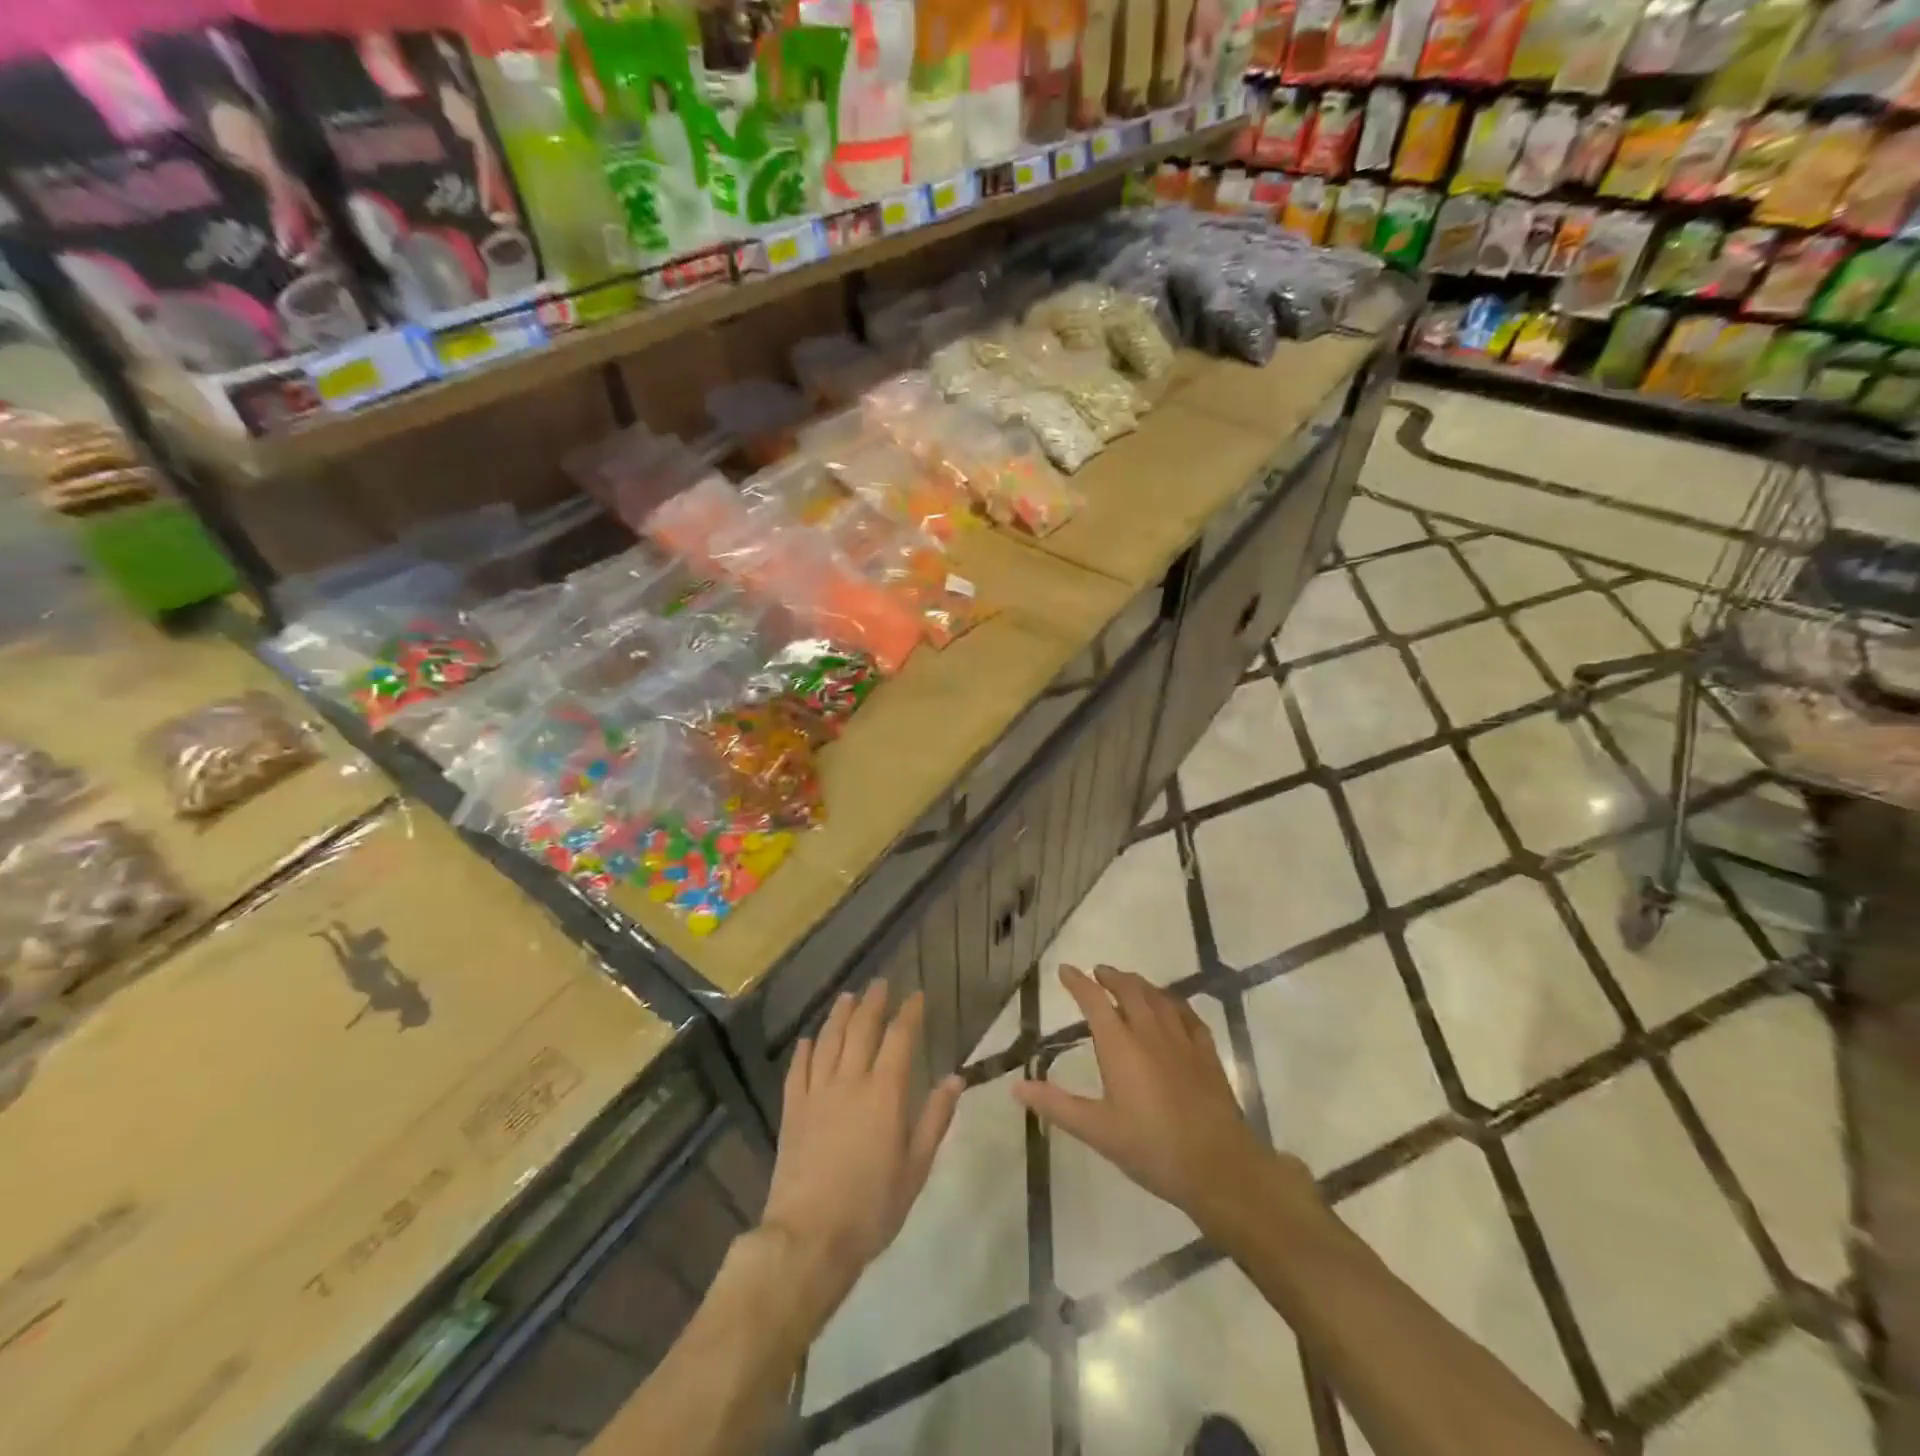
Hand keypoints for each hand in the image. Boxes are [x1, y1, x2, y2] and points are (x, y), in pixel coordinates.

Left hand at [760, 984, 961, 1315]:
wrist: (810, 1237)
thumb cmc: (872, 1207)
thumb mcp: (915, 1168)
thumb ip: (935, 1119)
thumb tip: (955, 1078)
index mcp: (885, 1093)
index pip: (899, 1039)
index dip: (909, 1014)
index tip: (916, 995)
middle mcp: (850, 1081)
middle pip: (861, 1030)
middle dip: (873, 1003)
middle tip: (880, 983)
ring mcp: (816, 1093)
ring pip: (828, 1041)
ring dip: (839, 1015)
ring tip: (847, 997)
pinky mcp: (792, 1110)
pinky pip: (798, 1070)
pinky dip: (804, 1050)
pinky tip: (808, 1039)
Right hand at [1015, 965, 1281, 1228]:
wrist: (1218, 1165)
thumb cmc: (1151, 1148)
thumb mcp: (1097, 1131)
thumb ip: (1056, 1105)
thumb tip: (1016, 1087)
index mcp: (1120, 1045)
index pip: (1094, 1001)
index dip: (1078, 982)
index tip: (1065, 969)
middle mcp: (1150, 1032)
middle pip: (1129, 990)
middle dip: (1111, 976)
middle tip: (1098, 972)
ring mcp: (1182, 1039)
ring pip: (1158, 997)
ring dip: (1139, 984)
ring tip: (1129, 982)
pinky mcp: (1206, 1052)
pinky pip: (1187, 1014)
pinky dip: (1172, 1002)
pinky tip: (1171, 1007)